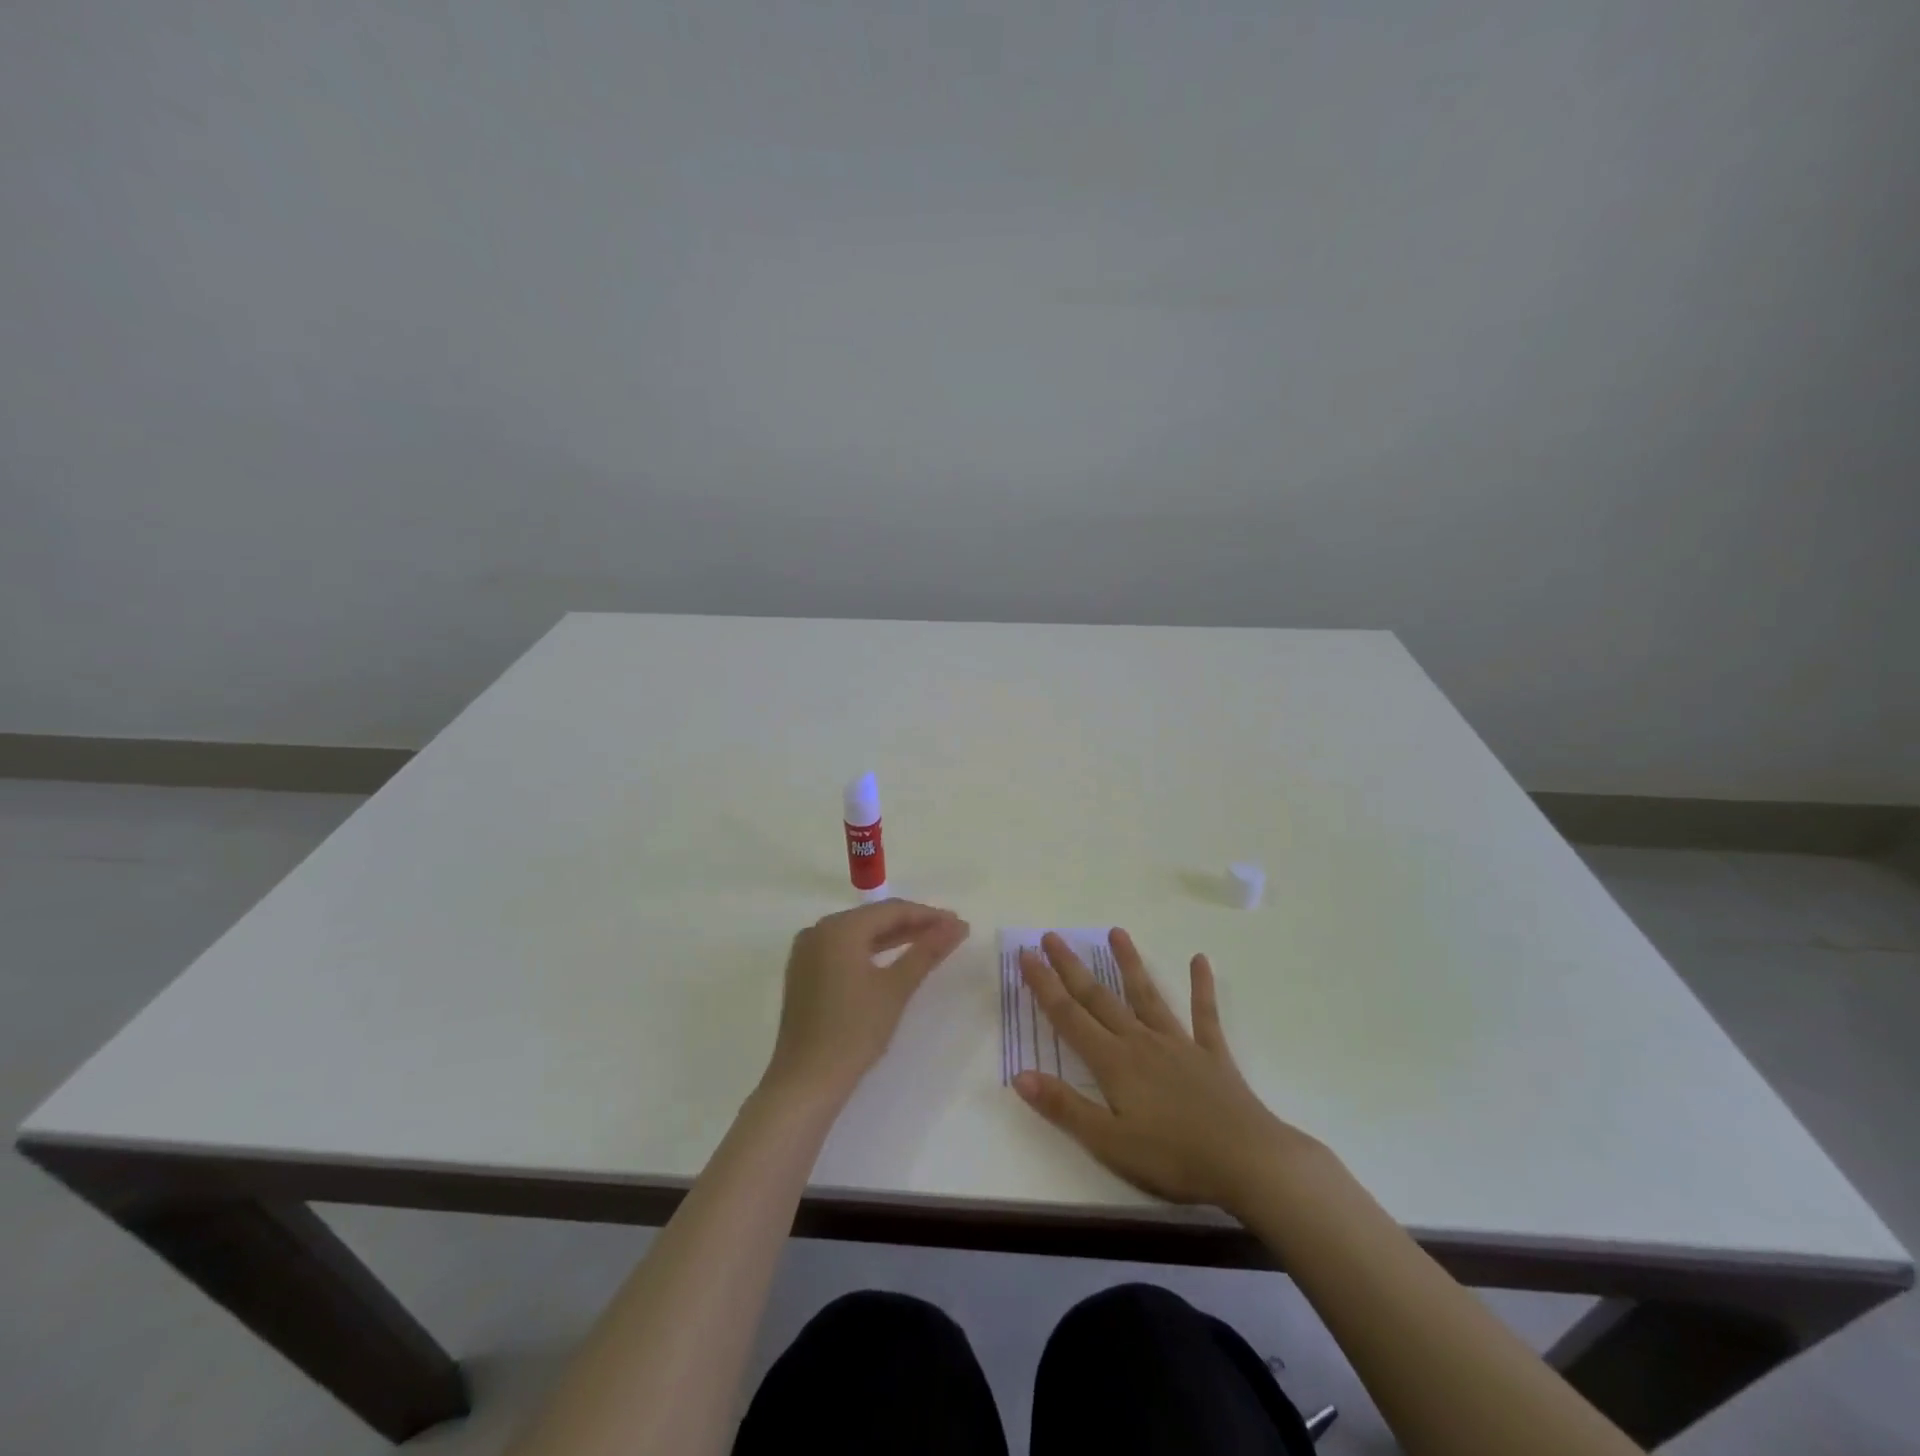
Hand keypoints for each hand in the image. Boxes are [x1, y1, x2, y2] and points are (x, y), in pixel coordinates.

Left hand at [764, 900, 970, 1102]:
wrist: (806, 1082)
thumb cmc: (854, 1032)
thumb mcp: (896, 988)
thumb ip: (926, 951)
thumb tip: (957, 926)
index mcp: (839, 928)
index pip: (892, 910)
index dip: (928, 915)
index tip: (958, 925)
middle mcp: (818, 930)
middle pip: (874, 919)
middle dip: (912, 925)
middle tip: (949, 934)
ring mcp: (807, 952)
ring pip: (859, 934)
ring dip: (893, 938)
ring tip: (929, 944)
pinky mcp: (804, 973)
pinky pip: (844, 950)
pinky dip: (870, 952)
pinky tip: (893, 960)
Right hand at [1014, 929, 1325, 1210]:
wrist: (1248, 1162)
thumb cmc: (1173, 1159)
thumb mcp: (1109, 1143)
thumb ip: (1064, 1107)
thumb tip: (1019, 1074)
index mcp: (1113, 1063)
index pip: (1069, 1017)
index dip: (1044, 986)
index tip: (1026, 955)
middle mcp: (1141, 1042)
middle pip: (1099, 998)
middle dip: (1072, 968)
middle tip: (1052, 936)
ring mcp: (1178, 1043)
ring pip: (1147, 995)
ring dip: (1129, 963)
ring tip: (1116, 931)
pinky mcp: (1211, 1053)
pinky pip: (1204, 1013)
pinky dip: (1201, 987)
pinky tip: (1199, 959)